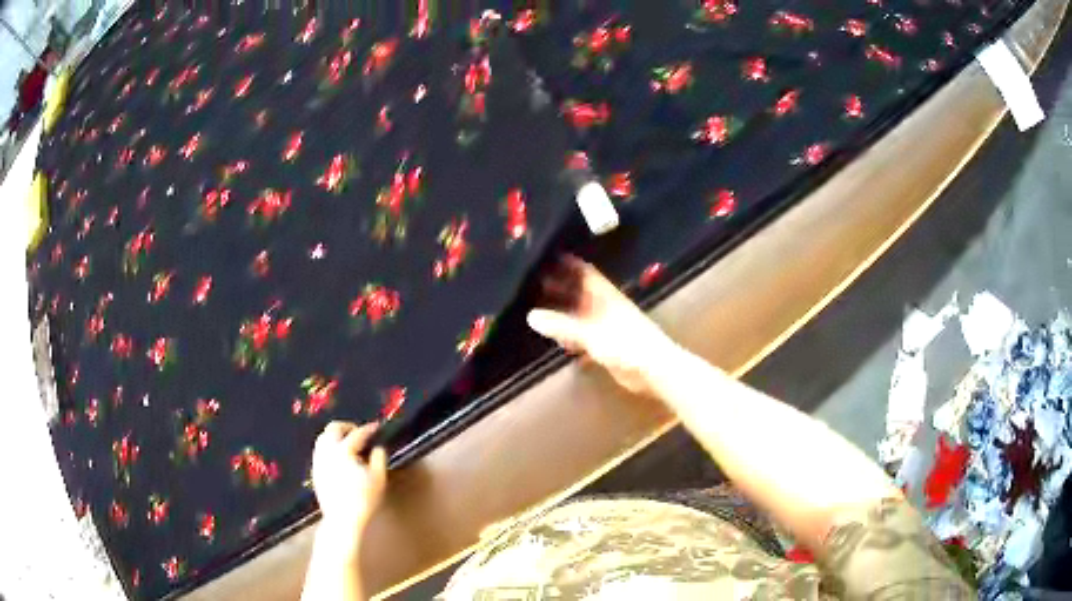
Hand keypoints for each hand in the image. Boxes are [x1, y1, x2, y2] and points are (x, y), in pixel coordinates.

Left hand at [311, 422, 387, 538]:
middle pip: (333, 428)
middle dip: (347, 426)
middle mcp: (327, 451)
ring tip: (348, 442)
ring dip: (336, 435)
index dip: (368, 429)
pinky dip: (329, 446)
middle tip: (359, 432)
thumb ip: (379, 458)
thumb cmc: (363, 500)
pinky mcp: (315, 470)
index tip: (377, 427)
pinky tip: (338, 456)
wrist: (342, 519)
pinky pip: (320, 450)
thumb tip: (377, 447)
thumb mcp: (378, 479)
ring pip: (323, 437)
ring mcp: (318, 460)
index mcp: (343, 451)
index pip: (357, 434)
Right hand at [527, 257, 676, 394]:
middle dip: (559, 288)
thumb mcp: (590, 333)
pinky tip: (558, 343)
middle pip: (579, 292)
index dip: (566, 263)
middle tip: (531, 285)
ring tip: (537, 311)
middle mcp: (604, 306)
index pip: (583, 271)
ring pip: (580, 315)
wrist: (654, 369)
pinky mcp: (607, 346)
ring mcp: (606, 326)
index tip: (544, 258)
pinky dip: (572, 338)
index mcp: (604, 295)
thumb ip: (562, 325)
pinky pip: (584, 337)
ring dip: (563, 314)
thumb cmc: (625, 343)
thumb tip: (530, 316)